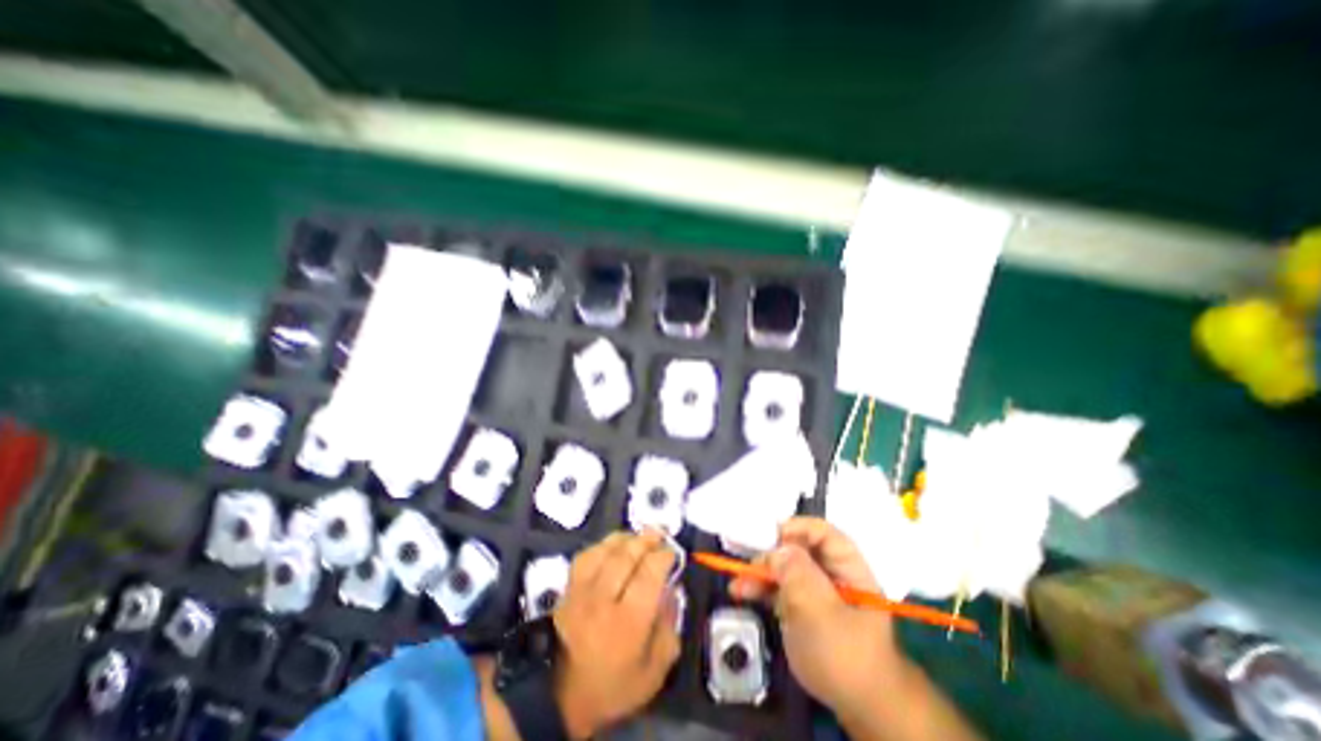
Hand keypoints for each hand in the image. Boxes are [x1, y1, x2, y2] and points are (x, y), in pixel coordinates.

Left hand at [553, 529, 679, 736]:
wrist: (562, 697)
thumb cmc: (614, 685)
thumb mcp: (654, 671)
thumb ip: (669, 627)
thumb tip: (672, 590)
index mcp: (629, 623)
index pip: (649, 574)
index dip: (663, 556)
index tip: (672, 552)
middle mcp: (603, 600)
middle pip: (627, 556)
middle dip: (647, 540)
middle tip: (660, 533)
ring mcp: (582, 591)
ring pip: (605, 551)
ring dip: (626, 538)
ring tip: (640, 536)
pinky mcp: (568, 588)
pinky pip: (587, 555)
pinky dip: (603, 545)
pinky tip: (614, 547)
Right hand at [732, 515, 907, 711]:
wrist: (857, 709)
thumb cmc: (844, 655)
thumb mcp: (821, 611)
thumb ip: (798, 574)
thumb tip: (777, 549)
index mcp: (848, 569)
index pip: (824, 534)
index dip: (798, 528)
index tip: (770, 534)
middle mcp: (830, 575)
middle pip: (799, 550)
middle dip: (771, 553)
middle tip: (749, 562)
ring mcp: (815, 592)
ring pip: (784, 569)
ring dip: (759, 573)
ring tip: (737, 583)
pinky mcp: (801, 609)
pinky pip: (778, 589)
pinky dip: (759, 588)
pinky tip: (741, 592)